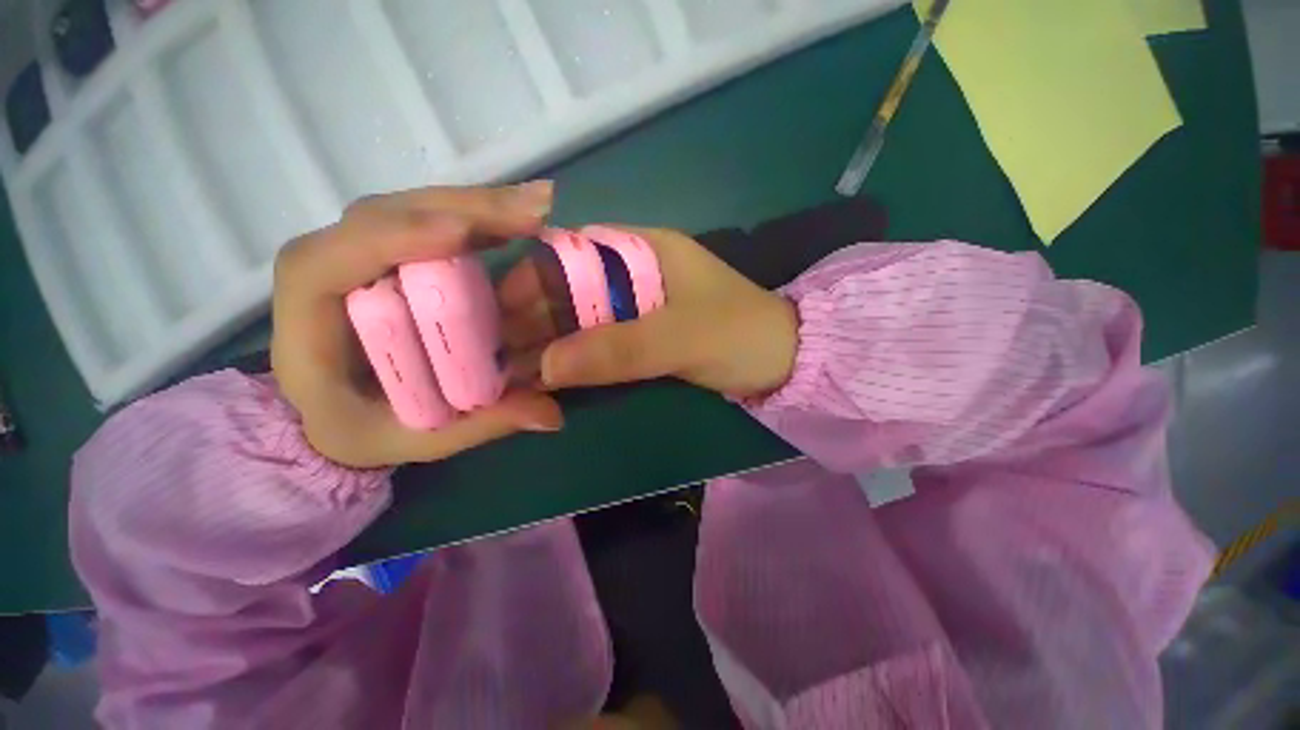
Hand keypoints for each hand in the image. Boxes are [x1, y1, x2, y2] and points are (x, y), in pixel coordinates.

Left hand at [271, 182, 562, 468]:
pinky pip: (432, 220)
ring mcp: (363, 253)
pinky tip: (518, 216)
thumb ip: (482, 425)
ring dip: (478, 203)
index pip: (328, 263)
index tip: (462, 236)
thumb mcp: (420, 439)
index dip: (389, 240)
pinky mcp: (394, 252)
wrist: (335, 409)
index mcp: (309, 323)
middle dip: (462, 209)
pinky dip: (478, 215)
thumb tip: (552, 416)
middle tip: (534, 211)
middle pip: (383, 216)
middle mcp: (330, 270)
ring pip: (412, 208)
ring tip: (537, 205)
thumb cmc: (363, 427)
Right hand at [499, 227, 798, 397]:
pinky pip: (600, 341)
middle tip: (495, 352)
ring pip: (582, 317)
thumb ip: (621, 349)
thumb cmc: (742, 337)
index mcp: (644, 250)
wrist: (784, 363)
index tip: (496, 311)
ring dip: (550, 341)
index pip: (572, 250)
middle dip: (534, 318)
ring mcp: (638, 305)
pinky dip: (575, 358)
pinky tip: (549, 376)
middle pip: (570, 287)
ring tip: (510, 370)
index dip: (531, 278)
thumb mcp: (685, 338)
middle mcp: (634, 271)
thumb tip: (545, 366)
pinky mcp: (644, 334)